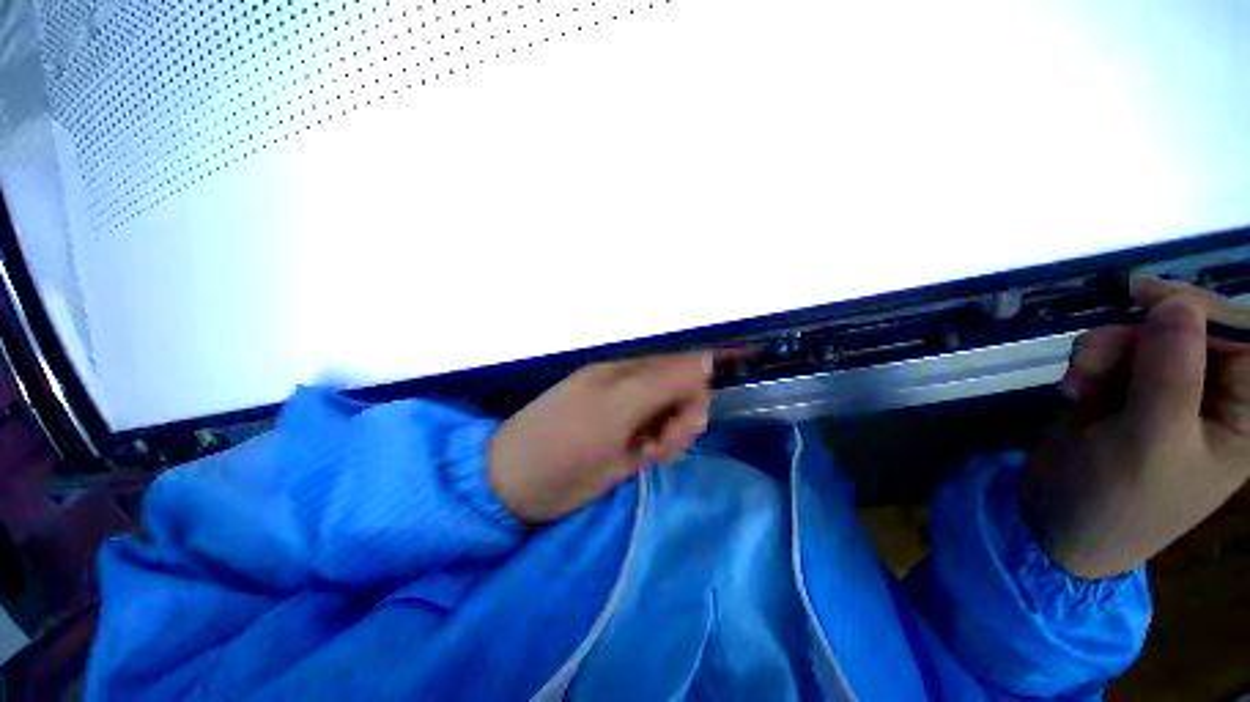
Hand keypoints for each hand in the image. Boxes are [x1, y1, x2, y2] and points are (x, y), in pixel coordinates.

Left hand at [488, 353, 714, 523]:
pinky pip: (663, 436)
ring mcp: (632, 413)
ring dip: (674, 435)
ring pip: (675, 416)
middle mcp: (633, 385)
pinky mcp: (630, 439)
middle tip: (666, 442)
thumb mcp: (615, 408)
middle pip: (682, 391)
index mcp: (627, 369)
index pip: (680, 363)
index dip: (694, 388)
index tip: (687, 418)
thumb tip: (704, 359)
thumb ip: (661, 382)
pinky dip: (663, 448)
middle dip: (685, 417)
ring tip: (648, 453)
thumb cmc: (564, 442)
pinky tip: (643, 459)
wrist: (519, 486)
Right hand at [1024, 276, 1249, 579]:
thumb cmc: (1117, 499)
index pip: (1243, 340)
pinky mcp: (1126, 396)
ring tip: (1076, 381)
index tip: (1144, 297)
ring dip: (1104, 350)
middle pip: (1187, 333)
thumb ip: (1171, 374)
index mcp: (1242, 417)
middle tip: (1090, 356)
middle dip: (1136, 336)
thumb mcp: (1149, 441)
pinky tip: (1073, 390)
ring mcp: (1166, 395)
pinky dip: (1089, 365)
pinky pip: (1114, 357)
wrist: (1057, 525)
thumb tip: (1177, 304)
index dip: (1201, 311)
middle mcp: (1211, 399)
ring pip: (1143, 340)